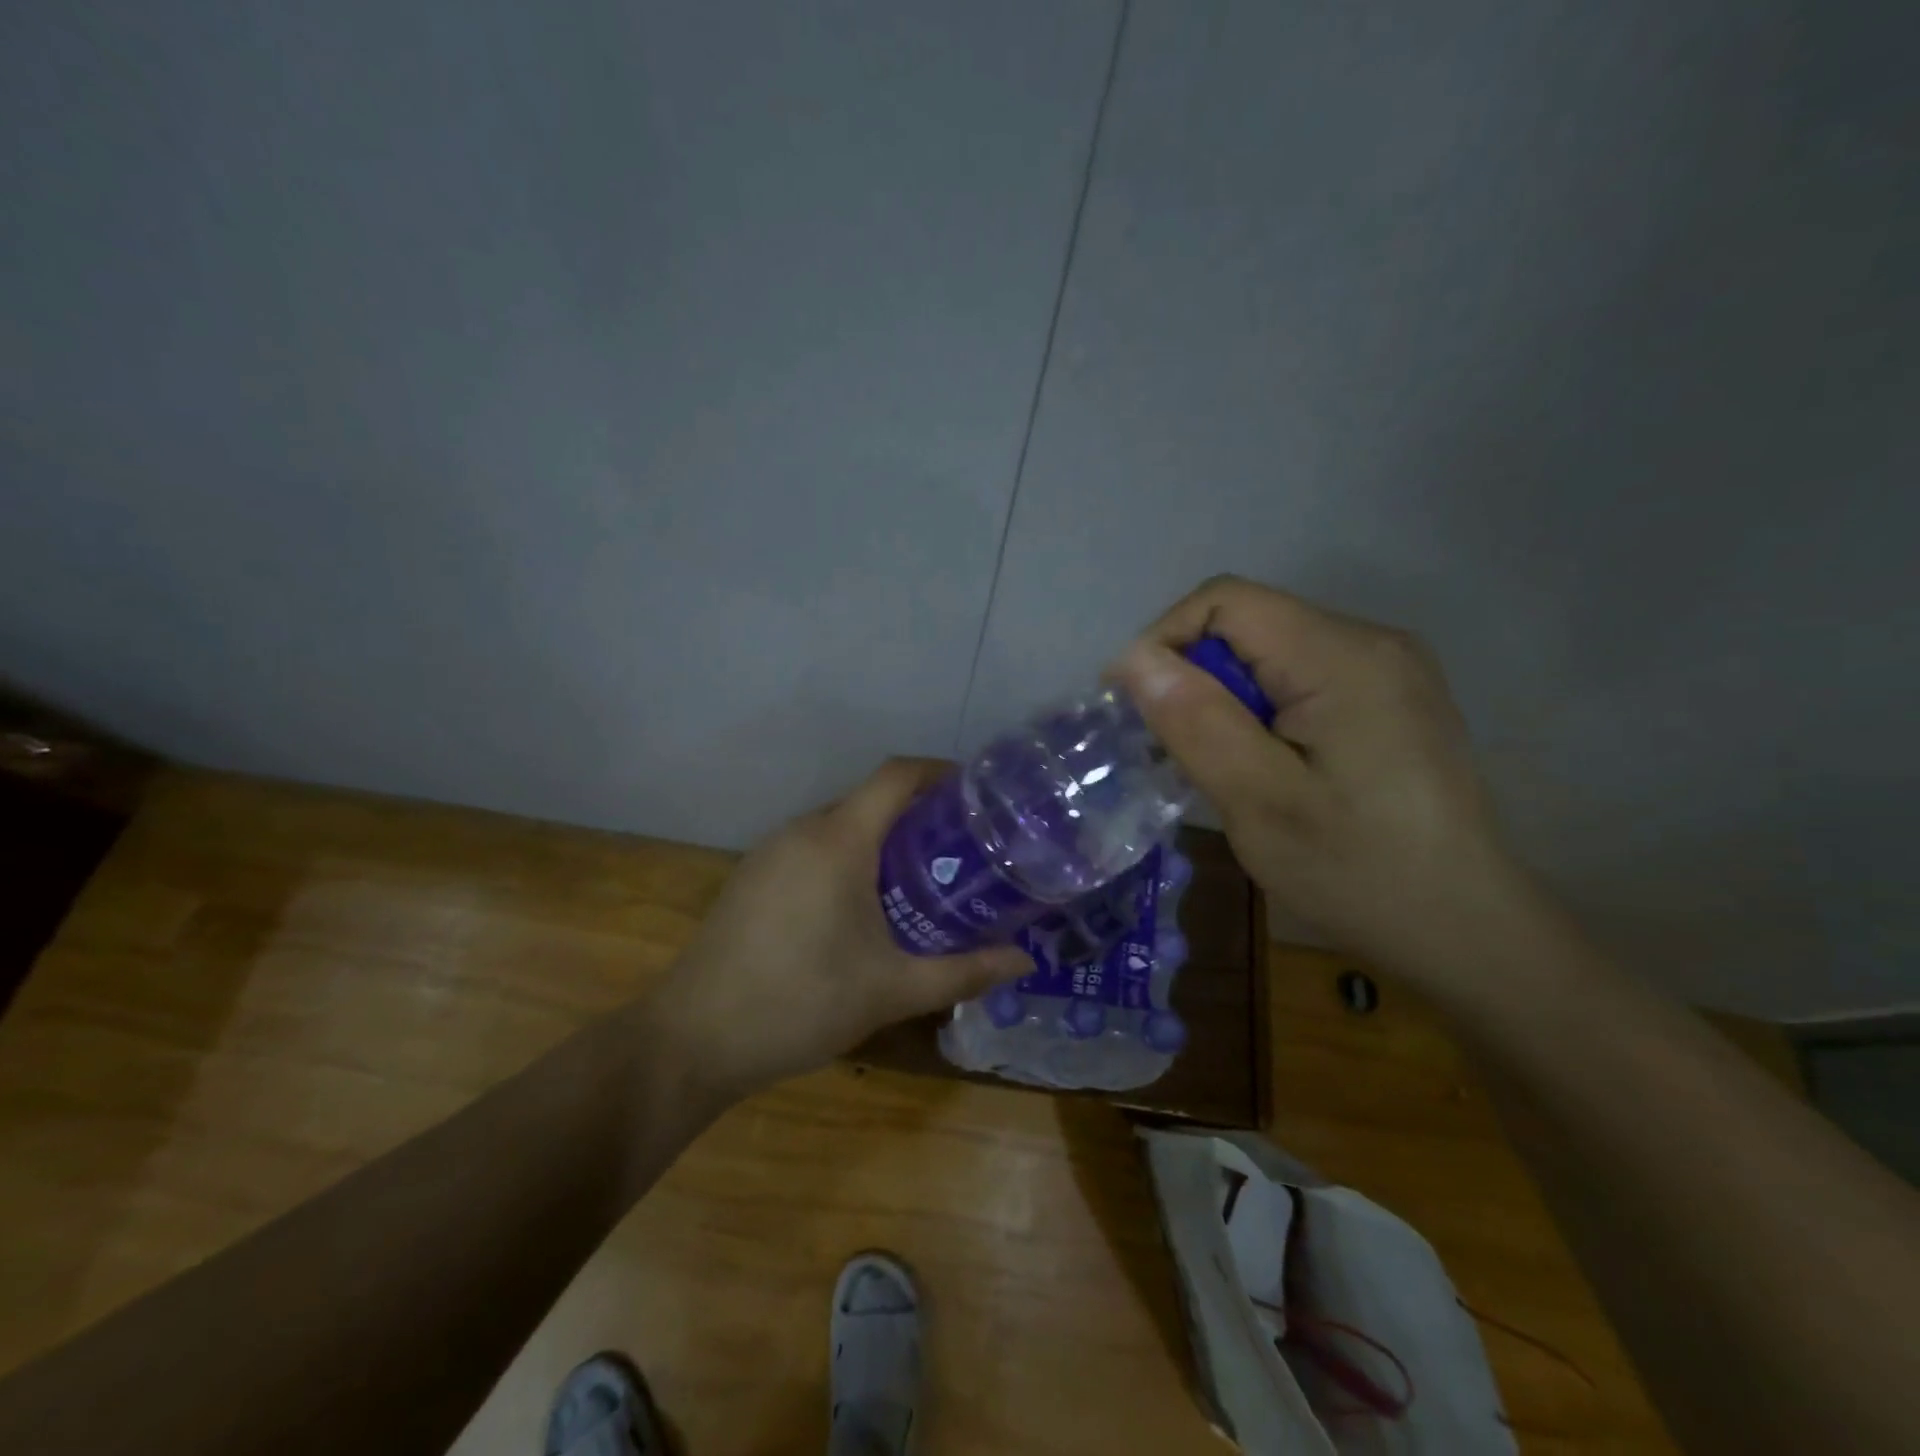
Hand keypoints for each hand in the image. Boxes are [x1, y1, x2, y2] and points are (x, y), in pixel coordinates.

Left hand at [648, 759, 1029, 1097]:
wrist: (692, 1040)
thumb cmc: (801, 1003)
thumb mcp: (892, 990)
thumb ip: (963, 971)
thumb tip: (1025, 961)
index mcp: (838, 840)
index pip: (897, 776)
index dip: (940, 773)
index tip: (978, 796)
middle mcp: (802, 830)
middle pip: (871, 800)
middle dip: (919, 816)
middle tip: (963, 852)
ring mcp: (770, 851)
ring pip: (839, 825)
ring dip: (881, 840)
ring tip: (922, 878)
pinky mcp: (751, 876)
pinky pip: (812, 848)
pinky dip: (847, 858)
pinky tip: (863, 905)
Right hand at [1110, 576, 1550, 986]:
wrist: (1466, 929)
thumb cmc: (1357, 870)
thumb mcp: (1260, 802)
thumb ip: (1196, 722)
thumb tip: (1134, 658)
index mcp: (1342, 655)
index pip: (1225, 601)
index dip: (1165, 641)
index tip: (1137, 709)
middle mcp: (1372, 641)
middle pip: (1249, 623)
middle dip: (1196, 677)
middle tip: (1180, 751)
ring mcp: (1388, 668)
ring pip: (1270, 652)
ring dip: (1227, 697)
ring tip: (1221, 764)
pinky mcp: (1391, 698)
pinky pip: (1301, 677)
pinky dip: (1262, 709)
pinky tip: (1266, 764)